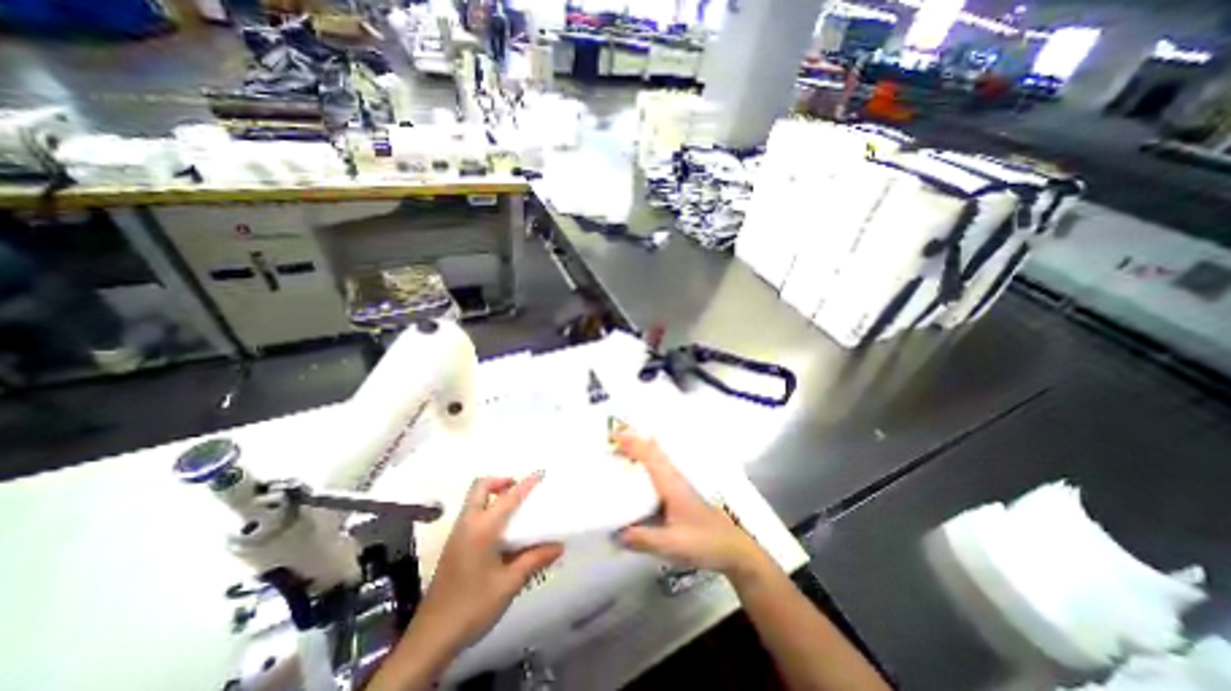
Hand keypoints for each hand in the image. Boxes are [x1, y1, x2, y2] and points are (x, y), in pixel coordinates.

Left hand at [417, 475, 564, 653]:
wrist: (431, 638)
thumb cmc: (473, 606)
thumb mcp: (509, 583)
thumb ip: (534, 559)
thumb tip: (559, 546)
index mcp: (482, 529)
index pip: (508, 498)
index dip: (525, 484)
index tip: (540, 473)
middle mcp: (467, 524)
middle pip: (480, 487)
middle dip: (501, 481)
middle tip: (519, 489)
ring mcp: (457, 534)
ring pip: (474, 500)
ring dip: (493, 494)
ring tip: (514, 507)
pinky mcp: (453, 546)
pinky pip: (471, 514)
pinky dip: (487, 508)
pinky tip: (500, 530)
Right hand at [614, 430, 765, 580]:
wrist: (732, 548)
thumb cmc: (704, 542)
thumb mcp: (671, 544)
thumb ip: (643, 539)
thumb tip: (615, 532)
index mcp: (671, 484)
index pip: (649, 456)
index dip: (631, 443)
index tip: (612, 435)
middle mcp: (674, 478)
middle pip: (653, 450)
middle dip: (633, 441)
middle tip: (611, 440)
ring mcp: (678, 483)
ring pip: (657, 458)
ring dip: (640, 449)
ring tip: (620, 451)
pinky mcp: (680, 492)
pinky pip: (659, 468)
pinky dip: (647, 461)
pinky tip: (638, 473)